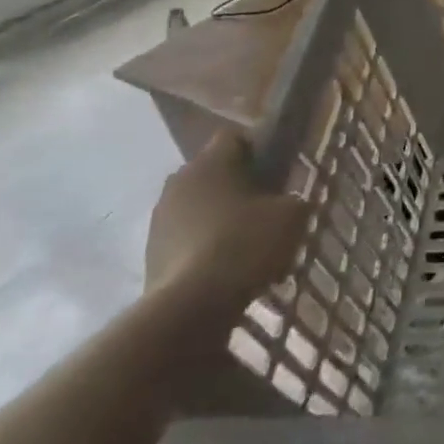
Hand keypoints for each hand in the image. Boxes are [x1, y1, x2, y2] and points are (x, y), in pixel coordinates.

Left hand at [145, 132, 310, 320]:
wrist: (191, 306)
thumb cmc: (247, 244)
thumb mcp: (293, 214)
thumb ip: (294, 198)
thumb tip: (287, 201)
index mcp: (211, 162)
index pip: (234, 137)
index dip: (260, 149)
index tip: (279, 172)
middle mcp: (178, 182)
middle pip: (214, 172)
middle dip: (239, 185)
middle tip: (267, 208)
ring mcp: (159, 219)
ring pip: (199, 206)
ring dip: (220, 217)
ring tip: (248, 244)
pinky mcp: (150, 253)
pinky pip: (186, 236)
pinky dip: (205, 244)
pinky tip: (228, 267)